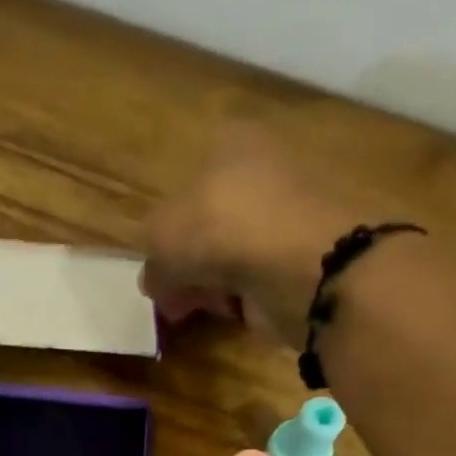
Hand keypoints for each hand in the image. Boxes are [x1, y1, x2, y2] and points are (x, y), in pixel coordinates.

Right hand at [141, 125, 377, 349]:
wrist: (296, 264)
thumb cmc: (219, 229)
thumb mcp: (160, 237)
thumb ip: (151, 258)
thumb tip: (155, 280)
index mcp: (229, 143)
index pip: (188, 185)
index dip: (167, 230)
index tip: (157, 267)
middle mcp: (263, 171)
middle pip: (211, 223)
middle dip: (189, 263)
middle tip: (170, 297)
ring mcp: (287, 216)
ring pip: (234, 255)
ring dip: (212, 283)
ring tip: (195, 310)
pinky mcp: (303, 259)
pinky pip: (258, 280)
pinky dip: (242, 297)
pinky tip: (229, 312)